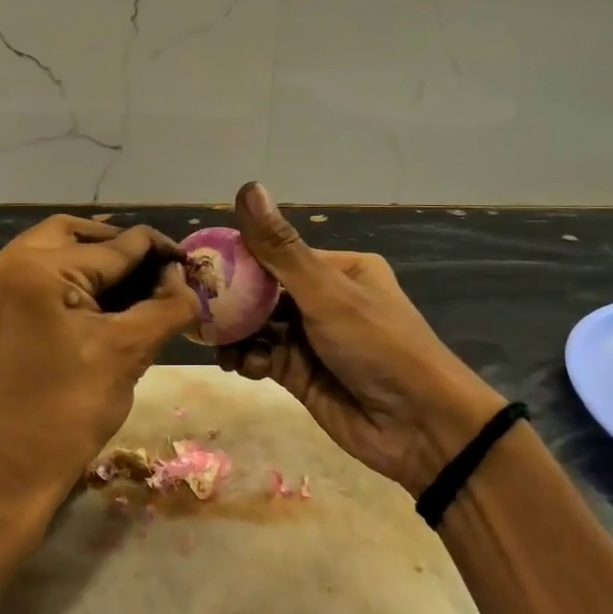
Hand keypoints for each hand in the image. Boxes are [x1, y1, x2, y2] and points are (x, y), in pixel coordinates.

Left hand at [0, 215, 197, 539]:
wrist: (0, 475)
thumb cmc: (67, 414)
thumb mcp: (127, 353)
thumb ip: (166, 306)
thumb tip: (184, 279)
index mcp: (35, 269)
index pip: (113, 245)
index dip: (157, 251)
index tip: (189, 263)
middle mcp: (2, 265)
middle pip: (74, 234)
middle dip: (119, 247)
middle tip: (157, 270)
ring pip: (50, 251)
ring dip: (92, 261)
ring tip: (134, 287)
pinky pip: (32, 277)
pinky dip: (67, 280)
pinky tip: (98, 304)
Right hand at [220, 184, 502, 492]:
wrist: (418, 427)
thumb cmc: (377, 346)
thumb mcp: (327, 294)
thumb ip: (281, 250)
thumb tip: (248, 186)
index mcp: (340, 270)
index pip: (277, 255)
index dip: (238, 258)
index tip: (200, 266)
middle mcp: (325, 300)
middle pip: (264, 292)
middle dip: (231, 300)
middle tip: (194, 307)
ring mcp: (312, 340)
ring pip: (259, 327)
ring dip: (235, 332)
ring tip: (212, 339)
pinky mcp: (302, 376)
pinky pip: (264, 358)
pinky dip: (248, 359)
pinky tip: (239, 365)